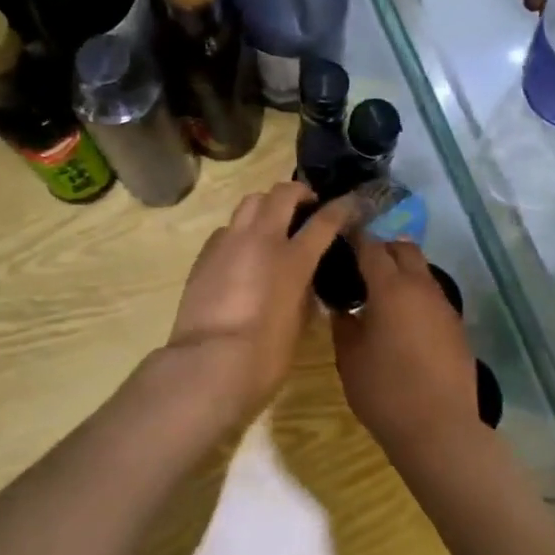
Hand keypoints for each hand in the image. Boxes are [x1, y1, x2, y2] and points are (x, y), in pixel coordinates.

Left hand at [165, 182, 349, 424]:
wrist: (210, 362)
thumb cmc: (266, 353)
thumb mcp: (299, 320)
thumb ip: (305, 289)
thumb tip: (304, 278)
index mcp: (293, 258)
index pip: (325, 220)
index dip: (341, 207)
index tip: (350, 203)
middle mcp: (261, 239)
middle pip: (282, 193)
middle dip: (299, 193)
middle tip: (306, 207)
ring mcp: (229, 243)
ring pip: (250, 202)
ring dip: (267, 205)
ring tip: (272, 224)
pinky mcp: (204, 254)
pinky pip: (227, 229)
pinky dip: (240, 232)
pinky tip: (242, 253)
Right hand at [331, 236, 479, 456]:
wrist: (439, 428)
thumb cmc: (385, 390)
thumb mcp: (349, 357)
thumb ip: (343, 324)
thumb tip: (344, 307)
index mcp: (391, 288)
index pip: (371, 247)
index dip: (355, 239)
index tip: (341, 239)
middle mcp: (422, 287)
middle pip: (404, 249)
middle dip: (383, 249)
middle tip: (361, 267)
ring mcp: (444, 306)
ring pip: (422, 272)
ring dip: (402, 273)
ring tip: (380, 296)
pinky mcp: (457, 327)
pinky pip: (433, 298)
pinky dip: (416, 297)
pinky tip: (403, 322)